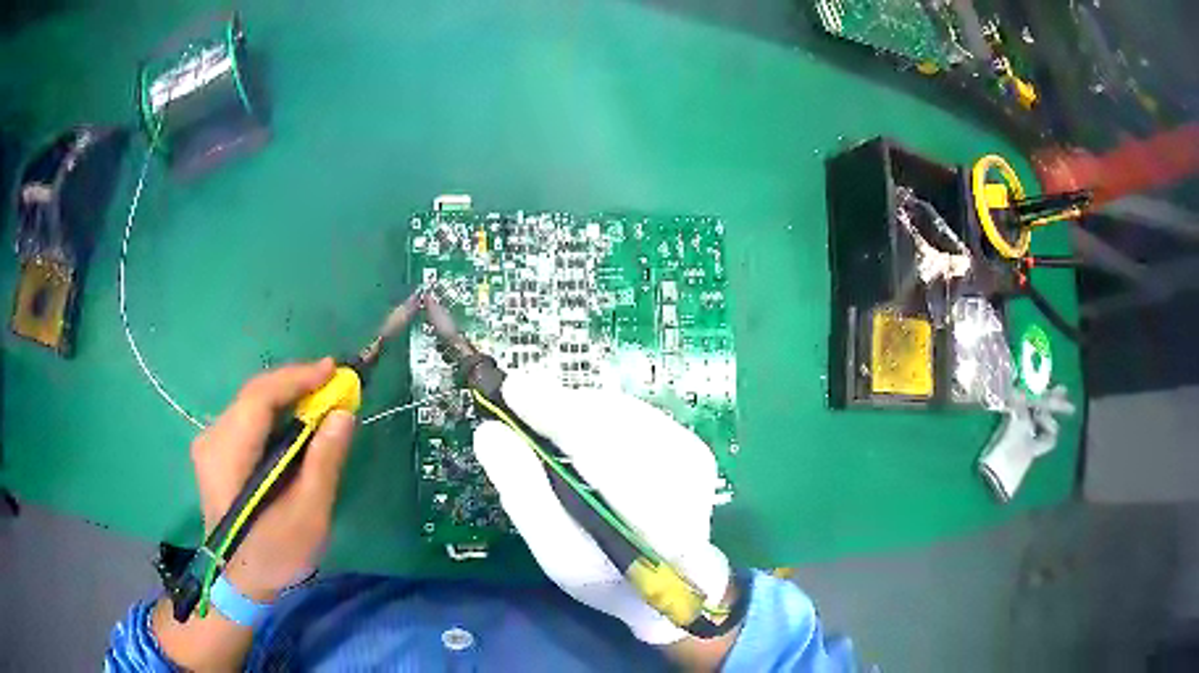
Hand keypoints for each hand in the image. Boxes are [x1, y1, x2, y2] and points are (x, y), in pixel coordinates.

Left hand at [190, 358, 355, 600]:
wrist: (240, 581)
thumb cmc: (275, 554)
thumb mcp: (307, 517)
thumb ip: (323, 464)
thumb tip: (342, 414)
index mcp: (227, 455)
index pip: (259, 398)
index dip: (296, 379)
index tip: (333, 370)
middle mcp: (212, 438)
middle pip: (254, 395)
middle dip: (295, 384)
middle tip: (334, 384)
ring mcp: (210, 442)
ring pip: (251, 403)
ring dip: (287, 396)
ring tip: (321, 399)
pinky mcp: (216, 449)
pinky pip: (248, 417)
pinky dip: (275, 412)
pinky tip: (297, 420)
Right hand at [472, 372, 730, 645]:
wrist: (672, 584)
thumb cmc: (607, 578)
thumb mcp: (558, 554)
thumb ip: (526, 496)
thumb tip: (490, 433)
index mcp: (654, 519)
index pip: (600, 450)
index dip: (554, 413)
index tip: (510, 389)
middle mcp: (683, 479)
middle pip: (611, 421)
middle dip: (561, 406)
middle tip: (517, 401)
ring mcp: (693, 458)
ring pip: (621, 412)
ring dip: (577, 409)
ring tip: (543, 418)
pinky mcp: (691, 446)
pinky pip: (634, 414)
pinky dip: (597, 414)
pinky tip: (577, 429)